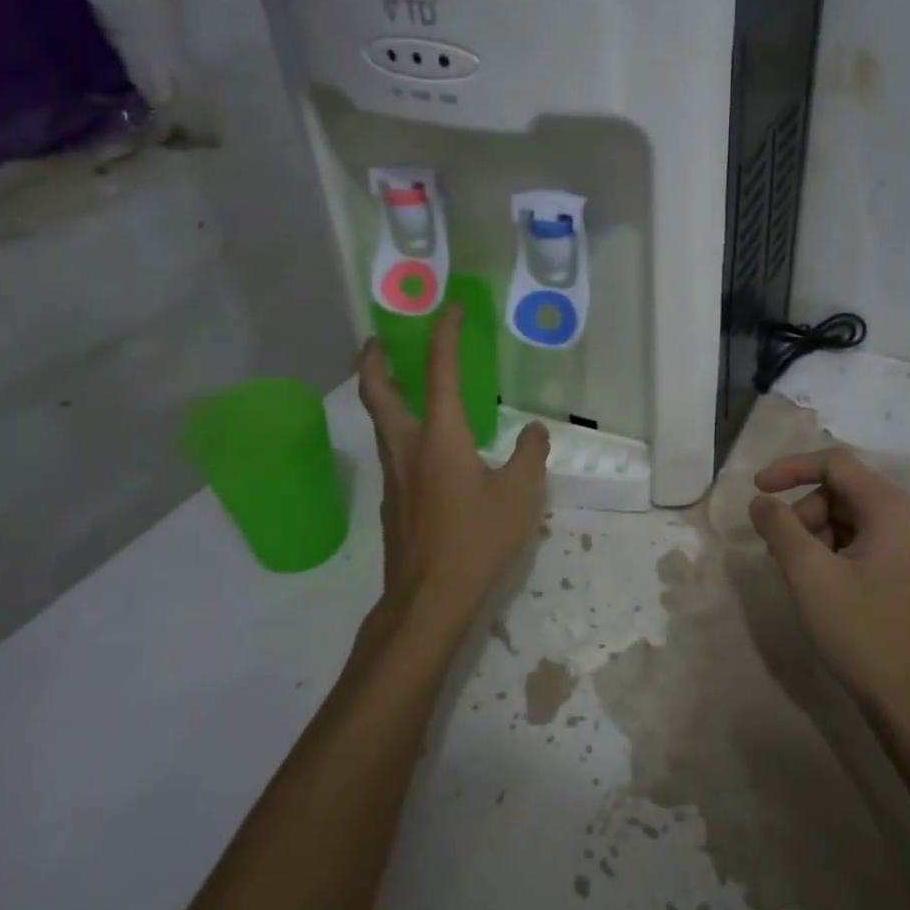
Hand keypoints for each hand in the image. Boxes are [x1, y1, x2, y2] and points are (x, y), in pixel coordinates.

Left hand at [357, 306, 548, 638]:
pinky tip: (425, 448)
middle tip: (379, 340)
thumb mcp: (520, 494)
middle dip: (375, 361)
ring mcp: (394, 477)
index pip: (441, 373)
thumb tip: (533, 431)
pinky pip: (392, 451)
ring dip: (383, 394)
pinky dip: (399, 430)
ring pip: (380, 423)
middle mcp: (407, 448)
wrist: (428, 598)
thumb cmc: (477, 539)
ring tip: (401, 385)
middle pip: (377, 393)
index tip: (451, 310)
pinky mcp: (394, 502)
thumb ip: (530, 455)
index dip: (445, 336)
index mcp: (440, 437)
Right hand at [748, 449, 909, 712]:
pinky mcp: (896, 573)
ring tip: (797, 574)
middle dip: (802, 512)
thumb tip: (761, 501)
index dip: (791, 469)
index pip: (835, 464)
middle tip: (781, 551)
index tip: (756, 490)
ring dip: (812, 534)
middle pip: (839, 490)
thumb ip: (780, 527)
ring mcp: (902, 548)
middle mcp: (902, 520)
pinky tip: (816, 585)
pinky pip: (854, 542)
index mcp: (889, 510)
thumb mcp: (809, 573)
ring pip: (843, 518)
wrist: (906, 699)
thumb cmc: (859, 630)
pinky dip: (827, 552)